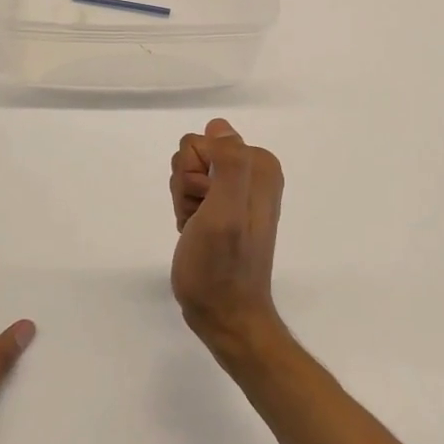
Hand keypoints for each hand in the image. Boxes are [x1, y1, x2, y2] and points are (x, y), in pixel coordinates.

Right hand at [169, 118, 284, 352]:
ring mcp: (236, 190)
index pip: (202, 141)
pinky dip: (186, 212)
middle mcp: (251, 172)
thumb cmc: (222, 266)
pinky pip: (189, 191)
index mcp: (259, 165)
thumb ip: (229, 164)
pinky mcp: (222, 207)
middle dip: (187, 187)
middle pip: (193, 154)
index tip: (206, 205)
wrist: (225, 315)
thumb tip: (220, 128)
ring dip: (184, 201)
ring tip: (199, 229)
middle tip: (201, 219)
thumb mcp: (226, 212)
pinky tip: (195, 233)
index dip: (194, 174)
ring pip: (187, 172)